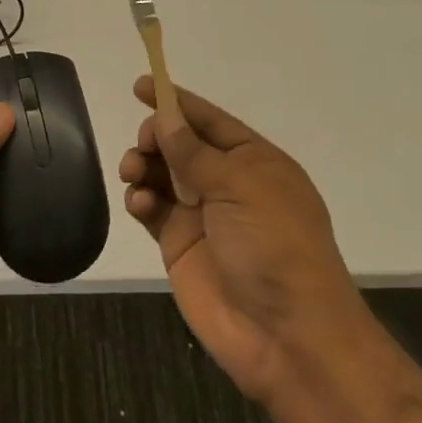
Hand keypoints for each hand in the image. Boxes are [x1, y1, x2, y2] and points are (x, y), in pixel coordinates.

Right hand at [119, 78, 363, 405]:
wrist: (288, 337)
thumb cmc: (274, 246)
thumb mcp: (238, 187)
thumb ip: (193, 151)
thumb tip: (164, 116)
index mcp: (254, 162)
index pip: (210, 120)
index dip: (176, 101)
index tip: (141, 85)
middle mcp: (227, 184)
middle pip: (180, 144)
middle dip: (156, 137)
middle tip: (144, 145)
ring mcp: (203, 215)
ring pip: (161, 174)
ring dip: (142, 165)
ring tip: (133, 173)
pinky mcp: (181, 245)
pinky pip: (152, 209)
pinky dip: (140, 200)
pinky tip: (139, 204)